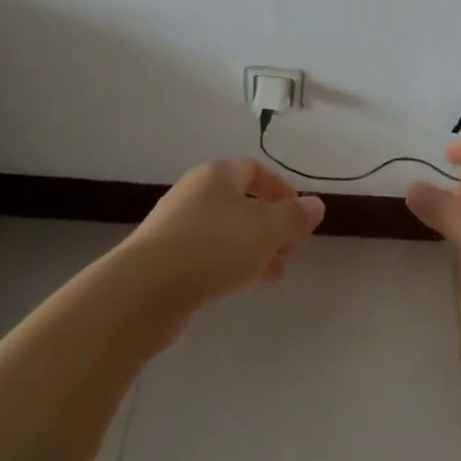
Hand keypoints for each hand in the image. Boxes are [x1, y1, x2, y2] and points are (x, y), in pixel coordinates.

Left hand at [128, 159, 325, 310]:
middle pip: (241, 202)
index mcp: (217, 174)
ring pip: (226, 231)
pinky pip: (207, 254)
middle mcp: (195, 193)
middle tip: (292, 249)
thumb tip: (315, 204)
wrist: (145, 289)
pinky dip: (230, 264)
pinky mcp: (164, 258)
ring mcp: (176, 226)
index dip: (281, 190)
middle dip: (271, 224)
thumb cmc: (214, 246)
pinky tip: (242, 285)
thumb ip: (295, 216)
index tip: (299, 215)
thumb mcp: (267, 229)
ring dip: (254, 248)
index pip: (255, 170)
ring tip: (275, 272)